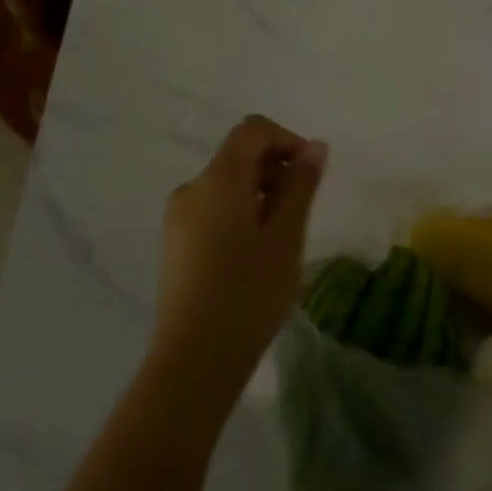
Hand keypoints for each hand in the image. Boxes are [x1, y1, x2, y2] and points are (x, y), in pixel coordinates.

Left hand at [151, 115, 327, 404]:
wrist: (194, 360)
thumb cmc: (249, 292)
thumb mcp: (286, 235)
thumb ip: (301, 185)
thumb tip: (315, 146)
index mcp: (217, 178)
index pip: (253, 130)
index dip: (288, 139)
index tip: (311, 174)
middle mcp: (192, 188)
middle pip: (239, 154)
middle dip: (277, 168)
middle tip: (302, 211)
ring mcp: (178, 218)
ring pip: (227, 184)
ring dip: (261, 193)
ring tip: (282, 237)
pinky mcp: (176, 244)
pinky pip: (214, 209)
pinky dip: (242, 213)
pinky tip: (256, 254)